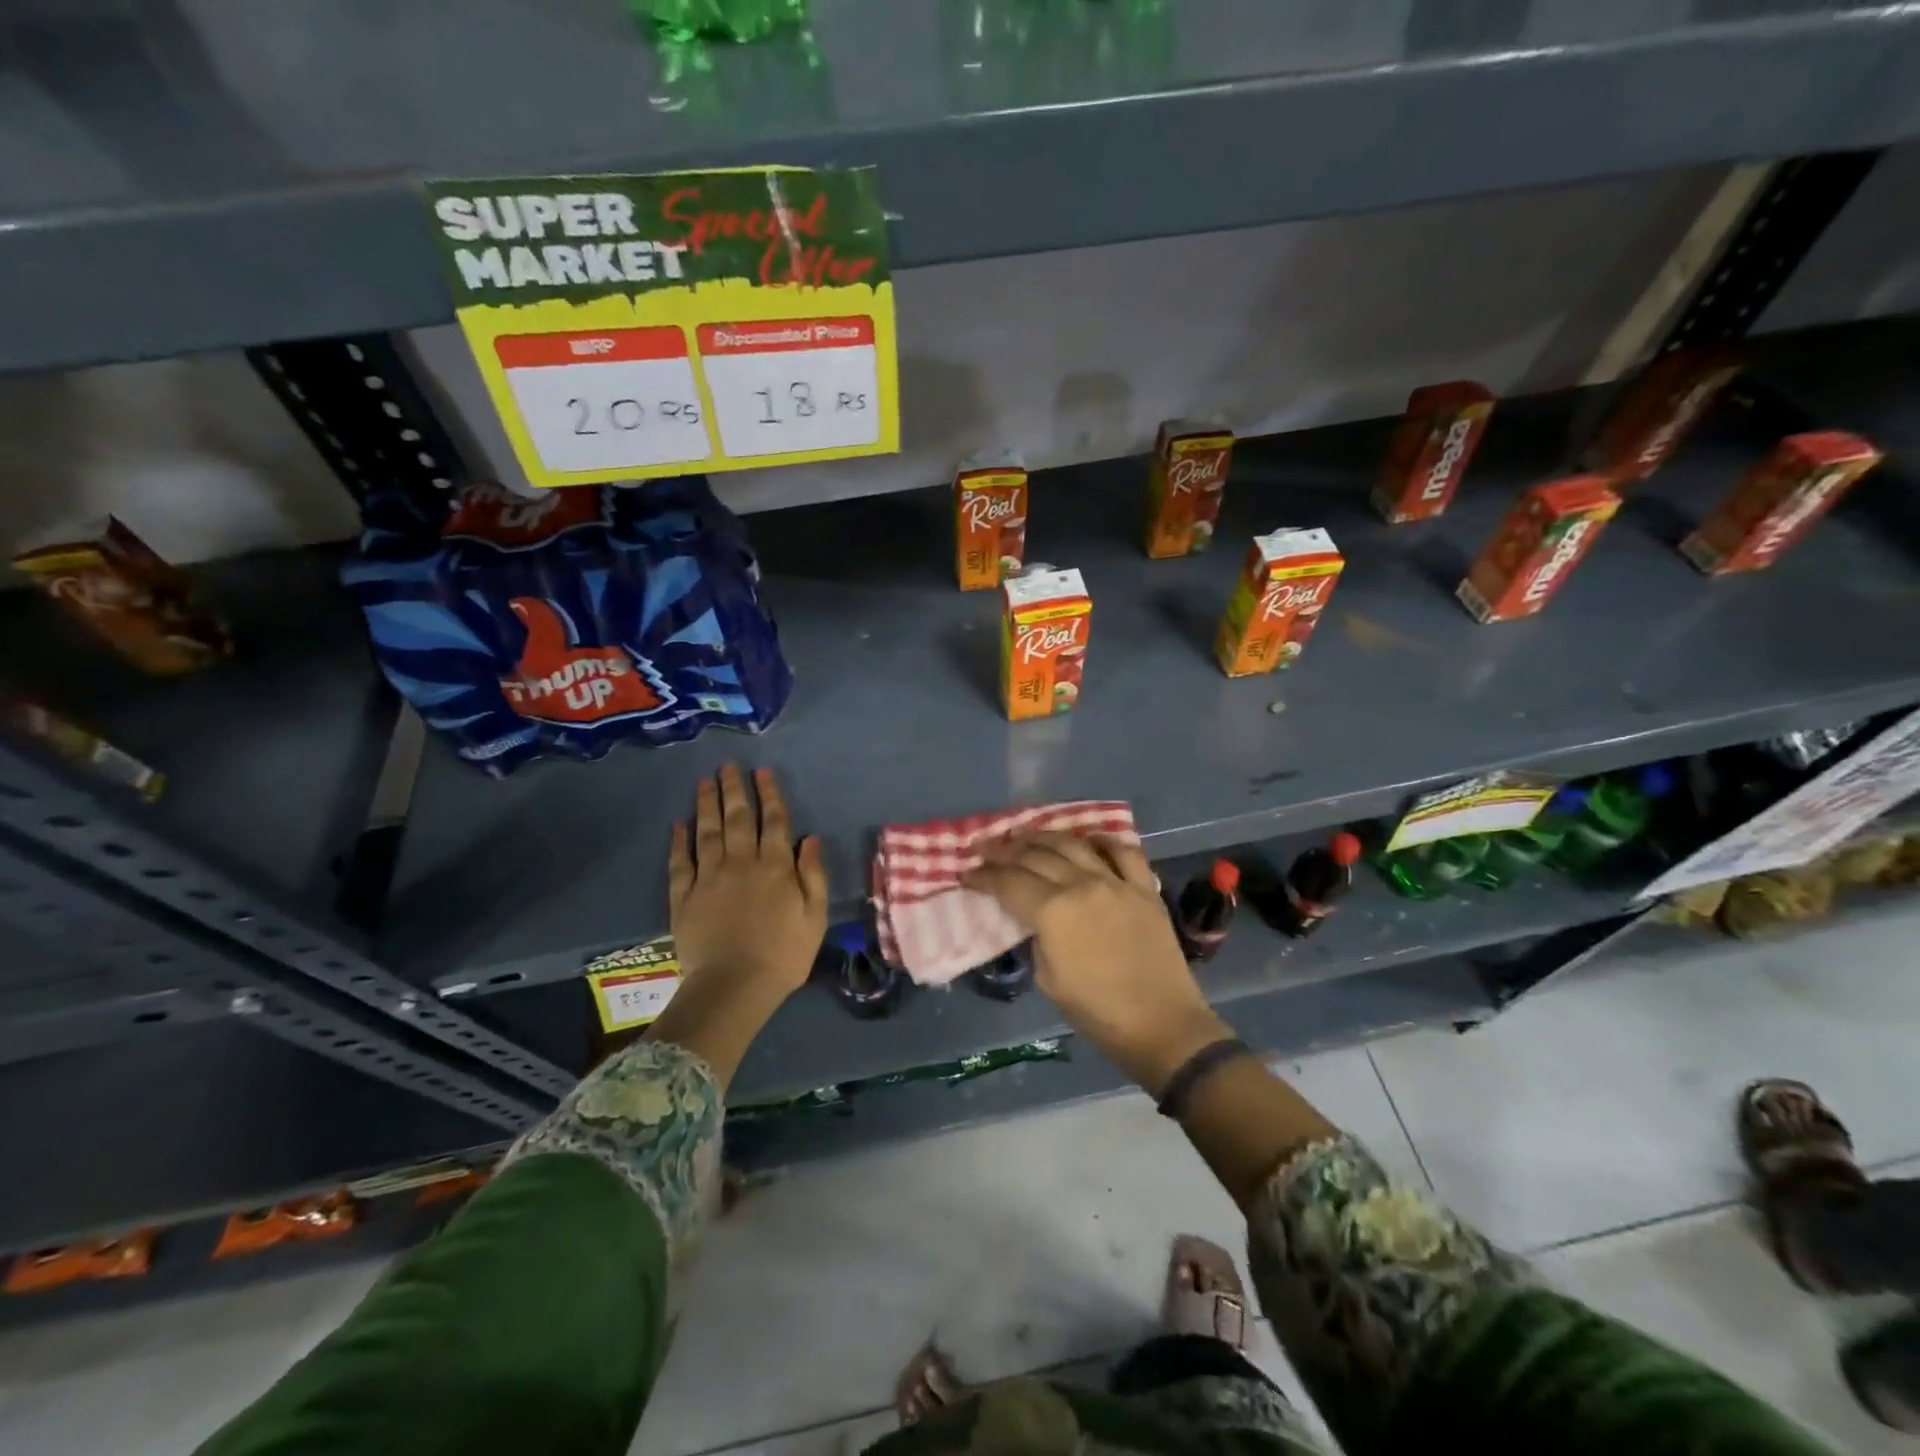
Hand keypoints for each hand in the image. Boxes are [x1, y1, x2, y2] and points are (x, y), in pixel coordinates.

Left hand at [668, 764, 828, 1003]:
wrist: (734, 987)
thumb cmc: (784, 955)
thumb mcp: (814, 917)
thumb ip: (813, 875)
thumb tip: (812, 838)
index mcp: (775, 867)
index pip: (774, 821)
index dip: (769, 794)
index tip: (762, 772)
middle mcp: (741, 863)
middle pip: (737, 818)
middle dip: (734, 789)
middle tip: (727, 765)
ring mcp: (709, 878)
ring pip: (707, 832)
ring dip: (706, 804)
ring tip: (704, 781)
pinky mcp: (684, 897)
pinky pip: (680, 862)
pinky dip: (679, 841)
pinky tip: (679, 823)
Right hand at [964, 834, 1231, 1096]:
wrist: (1162, 1025)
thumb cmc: (1098, 1013)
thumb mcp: (1048, 980)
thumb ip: (1036, 939)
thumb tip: (1034, 920)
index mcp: (1053, 911)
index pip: (1008, 882)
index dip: (983, 876)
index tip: (967, 872)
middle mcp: (1082, 885)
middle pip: (1035, 856)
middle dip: (1004, 850)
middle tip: (985, 847)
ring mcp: (1116, 882)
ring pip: (1073, 844)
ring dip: (1043, 836)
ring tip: (1024, 835)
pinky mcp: (1144, 888)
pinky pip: (1124, 851)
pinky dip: (1103, 841)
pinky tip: (1088, 840)